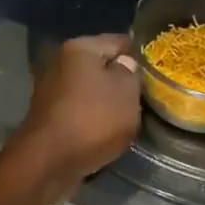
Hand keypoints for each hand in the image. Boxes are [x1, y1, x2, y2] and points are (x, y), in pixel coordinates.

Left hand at [10, 34, 142, 201]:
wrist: (48, 162)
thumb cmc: (92, 119)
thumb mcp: (126, 92)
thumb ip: (131, 73)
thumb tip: (124, 64)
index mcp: (78, 48)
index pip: (118, 41)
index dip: (139, 54)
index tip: (157, 69)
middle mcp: (59, 64)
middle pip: (101, 68)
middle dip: (121, 81)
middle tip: (146, 97)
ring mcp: (51, 92)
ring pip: (90, 92)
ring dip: (107, 103)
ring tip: (130, 117)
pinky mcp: (49, 118)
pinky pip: (80, 113)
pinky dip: (92, 121)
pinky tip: (107, 133)